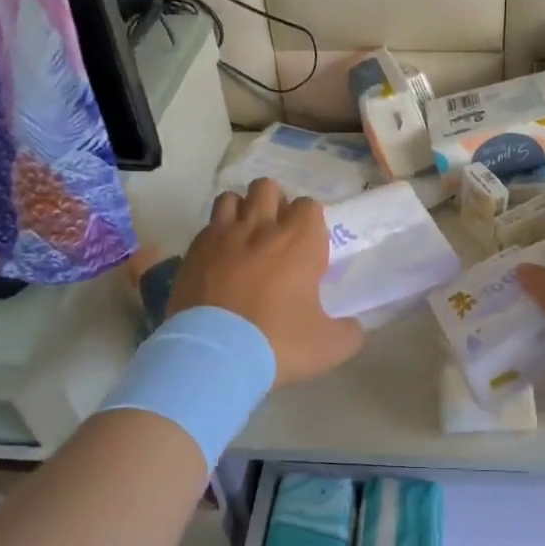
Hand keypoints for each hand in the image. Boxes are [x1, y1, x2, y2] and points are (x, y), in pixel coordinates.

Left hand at [168, 178, 363, 386]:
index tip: (309, 249)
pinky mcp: (192, 252)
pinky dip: (216, 237)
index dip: (310, 223)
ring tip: (246, 239)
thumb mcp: (329, 347)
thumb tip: (352, 327)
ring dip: (241, 212)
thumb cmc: (277, 343)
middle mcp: (260, 227)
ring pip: (231, 198)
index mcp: (298, 241)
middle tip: (277, 236)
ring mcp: (222, 236)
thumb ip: (348, 331)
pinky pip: (207, 228)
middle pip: (268, 188)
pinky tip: (219, 261)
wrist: (212, 357)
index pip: (309, 206)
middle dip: (275, 204)